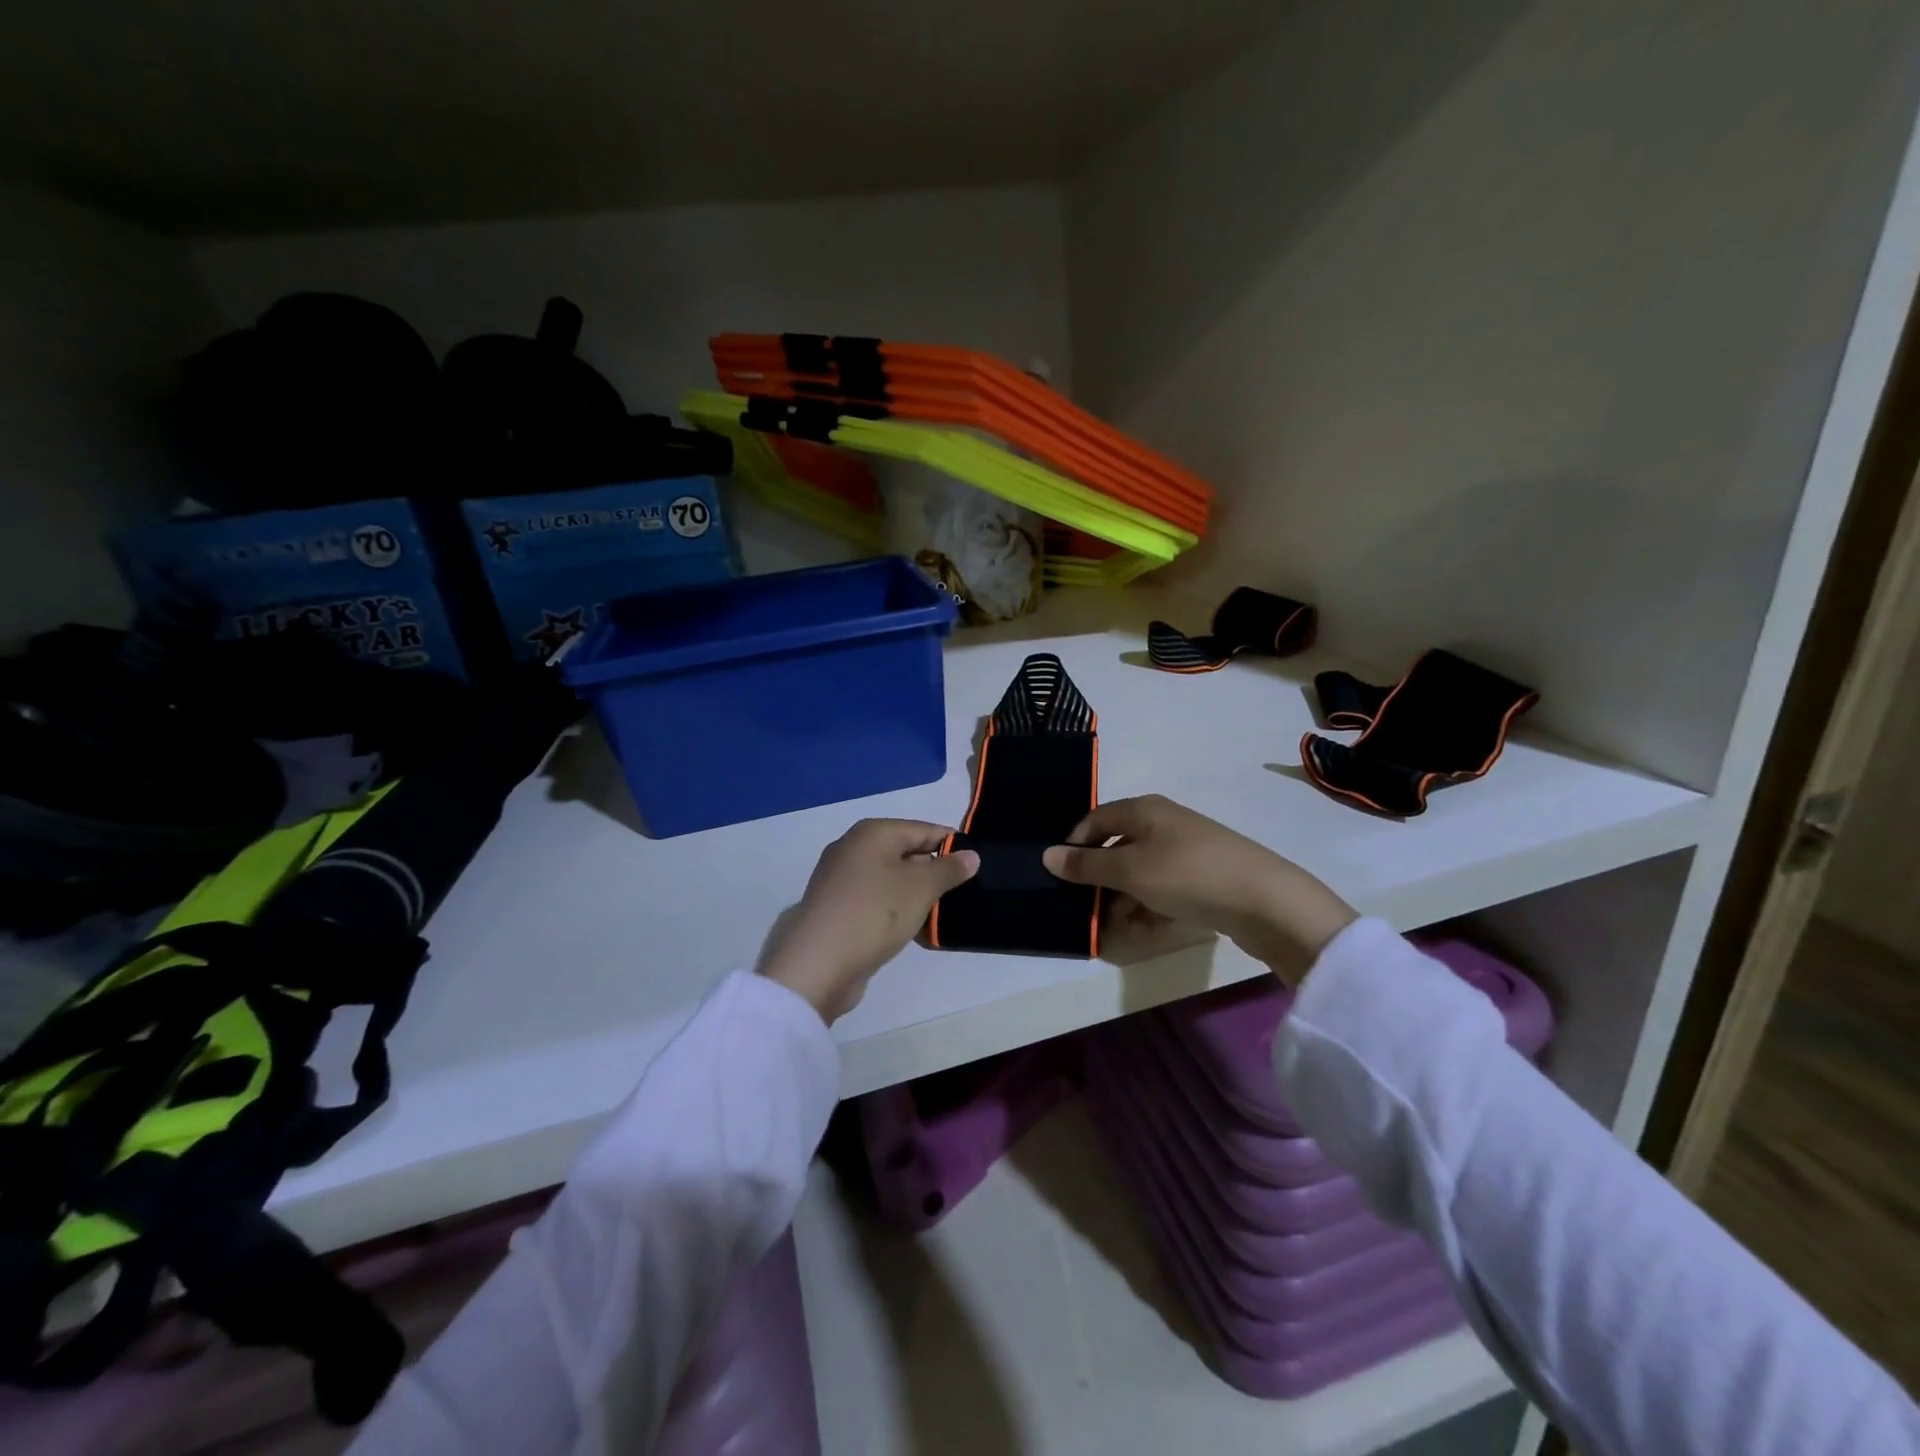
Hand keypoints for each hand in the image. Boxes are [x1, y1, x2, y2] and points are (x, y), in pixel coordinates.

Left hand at [759, 820, 979, 1022]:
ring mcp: (840, 879)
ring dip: (915, 892)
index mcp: (872, 833)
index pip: (922, 829)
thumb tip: (971, 855)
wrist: (818, 963)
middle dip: (933, 869)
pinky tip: (913, 927)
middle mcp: (852, 848)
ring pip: (890, 878)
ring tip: (942, 911)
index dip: (951, 844)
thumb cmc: (875, 913)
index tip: (976, 863)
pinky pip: (875, 899)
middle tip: (963, 890)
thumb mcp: (921, 888)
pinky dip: (895, 908)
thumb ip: (949, 869)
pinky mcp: (836, 908)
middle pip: (904, 851)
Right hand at [1042, 795, 1355, 983]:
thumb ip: (1086, 865)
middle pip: (1117, 846)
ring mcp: (1187, 848)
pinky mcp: (1205, 874)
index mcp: (1144, 809)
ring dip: (1123, 897)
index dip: (1074, 845)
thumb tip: (1047, 855)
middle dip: (1099, 879)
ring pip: (1140, 871)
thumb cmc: (1187, 875)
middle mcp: (1164, 822)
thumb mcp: (1129, 870)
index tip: (1061, 877)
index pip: (1095, 819)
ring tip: (1117, 927)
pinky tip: (1146, 928)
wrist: (1266, 900)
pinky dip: (1150, 904)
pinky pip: (1164, 886)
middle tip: (1087, 908)